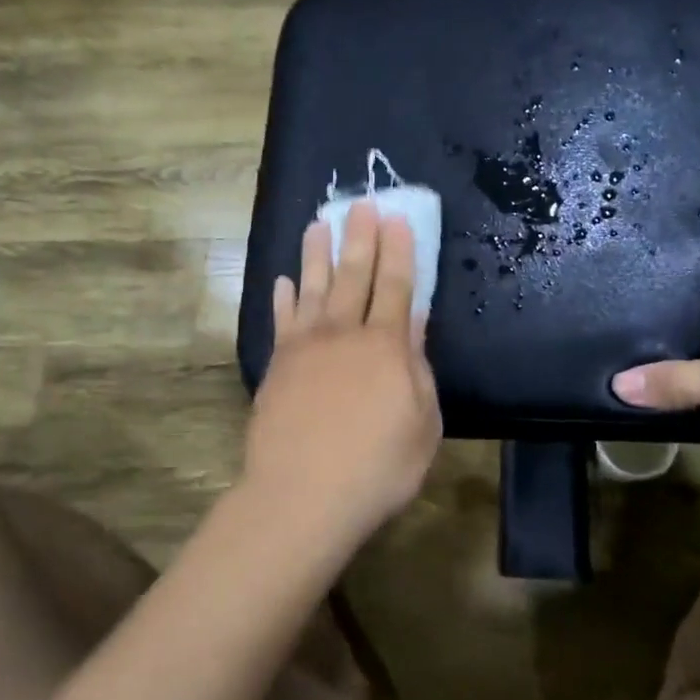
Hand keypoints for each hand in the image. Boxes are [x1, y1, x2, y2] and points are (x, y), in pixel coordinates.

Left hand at [244, 201, 441, 548]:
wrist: (302, 496)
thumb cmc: (377, 468)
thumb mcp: (422, 425)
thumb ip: (417, 369)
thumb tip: (414, 325)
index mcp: (385, 347)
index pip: (396, 287)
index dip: (399, 252)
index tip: (397, 219)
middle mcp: (343, 334)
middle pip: (353, 276)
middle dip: (360, 238)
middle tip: (360, 204)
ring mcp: (305, 348)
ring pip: (312, 288)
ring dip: (317, 255)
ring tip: (318, 224)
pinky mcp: (277, 366)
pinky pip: (281, 321)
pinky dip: (283, 298)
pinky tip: (283, 281)